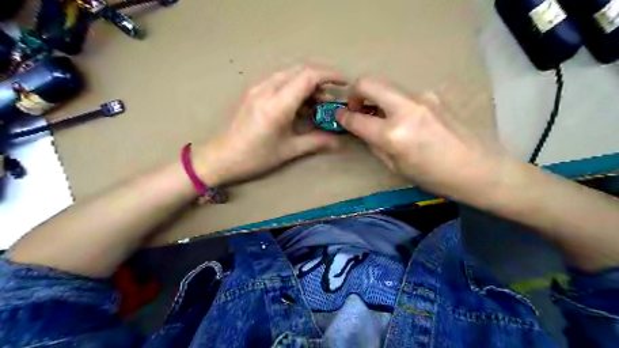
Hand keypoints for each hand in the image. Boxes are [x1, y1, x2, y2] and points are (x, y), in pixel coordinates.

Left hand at [194, 64, 342, 185]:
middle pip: (300, 69)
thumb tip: (339, 142)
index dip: (330, 75)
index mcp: (277, 105)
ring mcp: (257, 87)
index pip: (308, 76)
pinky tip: (299, 104)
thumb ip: (316, 142)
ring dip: (307, 82)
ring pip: (289, 73)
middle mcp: (266, 89)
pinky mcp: (252, 91)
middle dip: (321, 78)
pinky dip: (294, 86)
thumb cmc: (254, 157)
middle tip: (332, 96)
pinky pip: (279, 80)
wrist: (220, 157)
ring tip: (318, 103)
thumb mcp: (288, 150)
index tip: (344, 82)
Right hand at [339, 78, 507, 199]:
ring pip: (387, 85)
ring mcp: (422, 97)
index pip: (356, 118)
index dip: (342, 116)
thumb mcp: (396, 167)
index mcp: (393, 135)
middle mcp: (405, 109)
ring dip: (376, 97)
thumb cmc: (435, 177)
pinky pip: (405, 94)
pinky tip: (405, 119)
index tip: (339, 116)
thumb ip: (375, 144)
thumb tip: (364, 129)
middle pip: (369, 82)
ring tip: (381, 116)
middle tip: (356, 108)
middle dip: (355, 92)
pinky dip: (395, 102)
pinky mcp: (434, 95)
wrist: (479, 169)